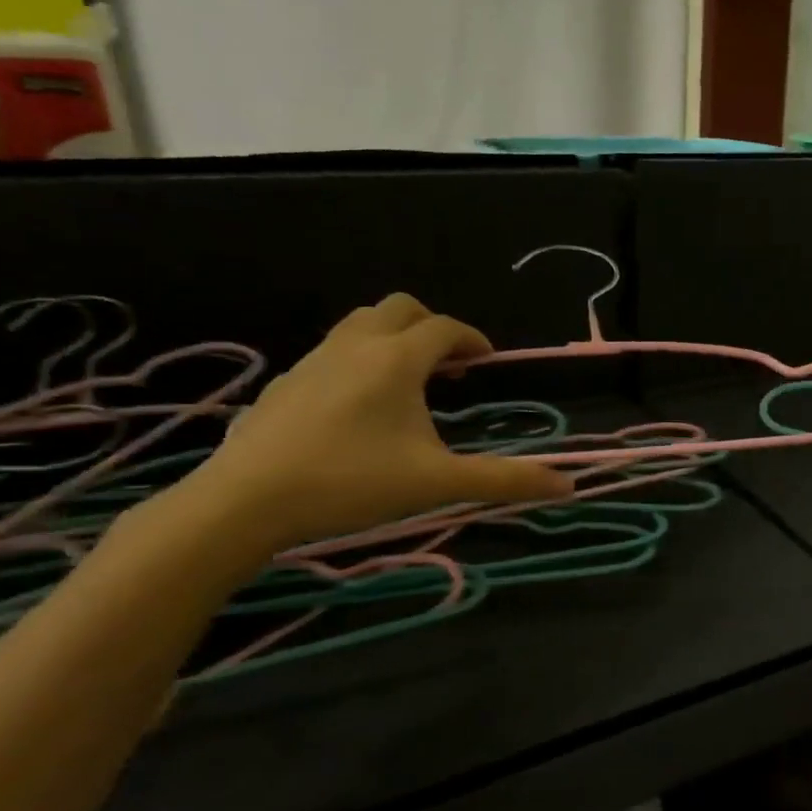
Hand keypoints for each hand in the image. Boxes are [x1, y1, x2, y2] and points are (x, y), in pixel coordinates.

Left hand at [186, 294, 573, 551]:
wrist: (244, 501)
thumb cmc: (351, 483)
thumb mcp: (437, 483)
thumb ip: (503, 481)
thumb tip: (567, 487)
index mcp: (397, 359)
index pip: (445, 328)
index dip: (473, 340)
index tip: (487, 362)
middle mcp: (356, 345)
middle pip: (401, 309)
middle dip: (432, 327)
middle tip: (448, 367)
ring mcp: (314, 359)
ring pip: (362, 324)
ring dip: (394, 339)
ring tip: (408, 383)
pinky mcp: (286, 382)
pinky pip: (334, 350)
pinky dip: (360, 359)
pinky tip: (360, 407)